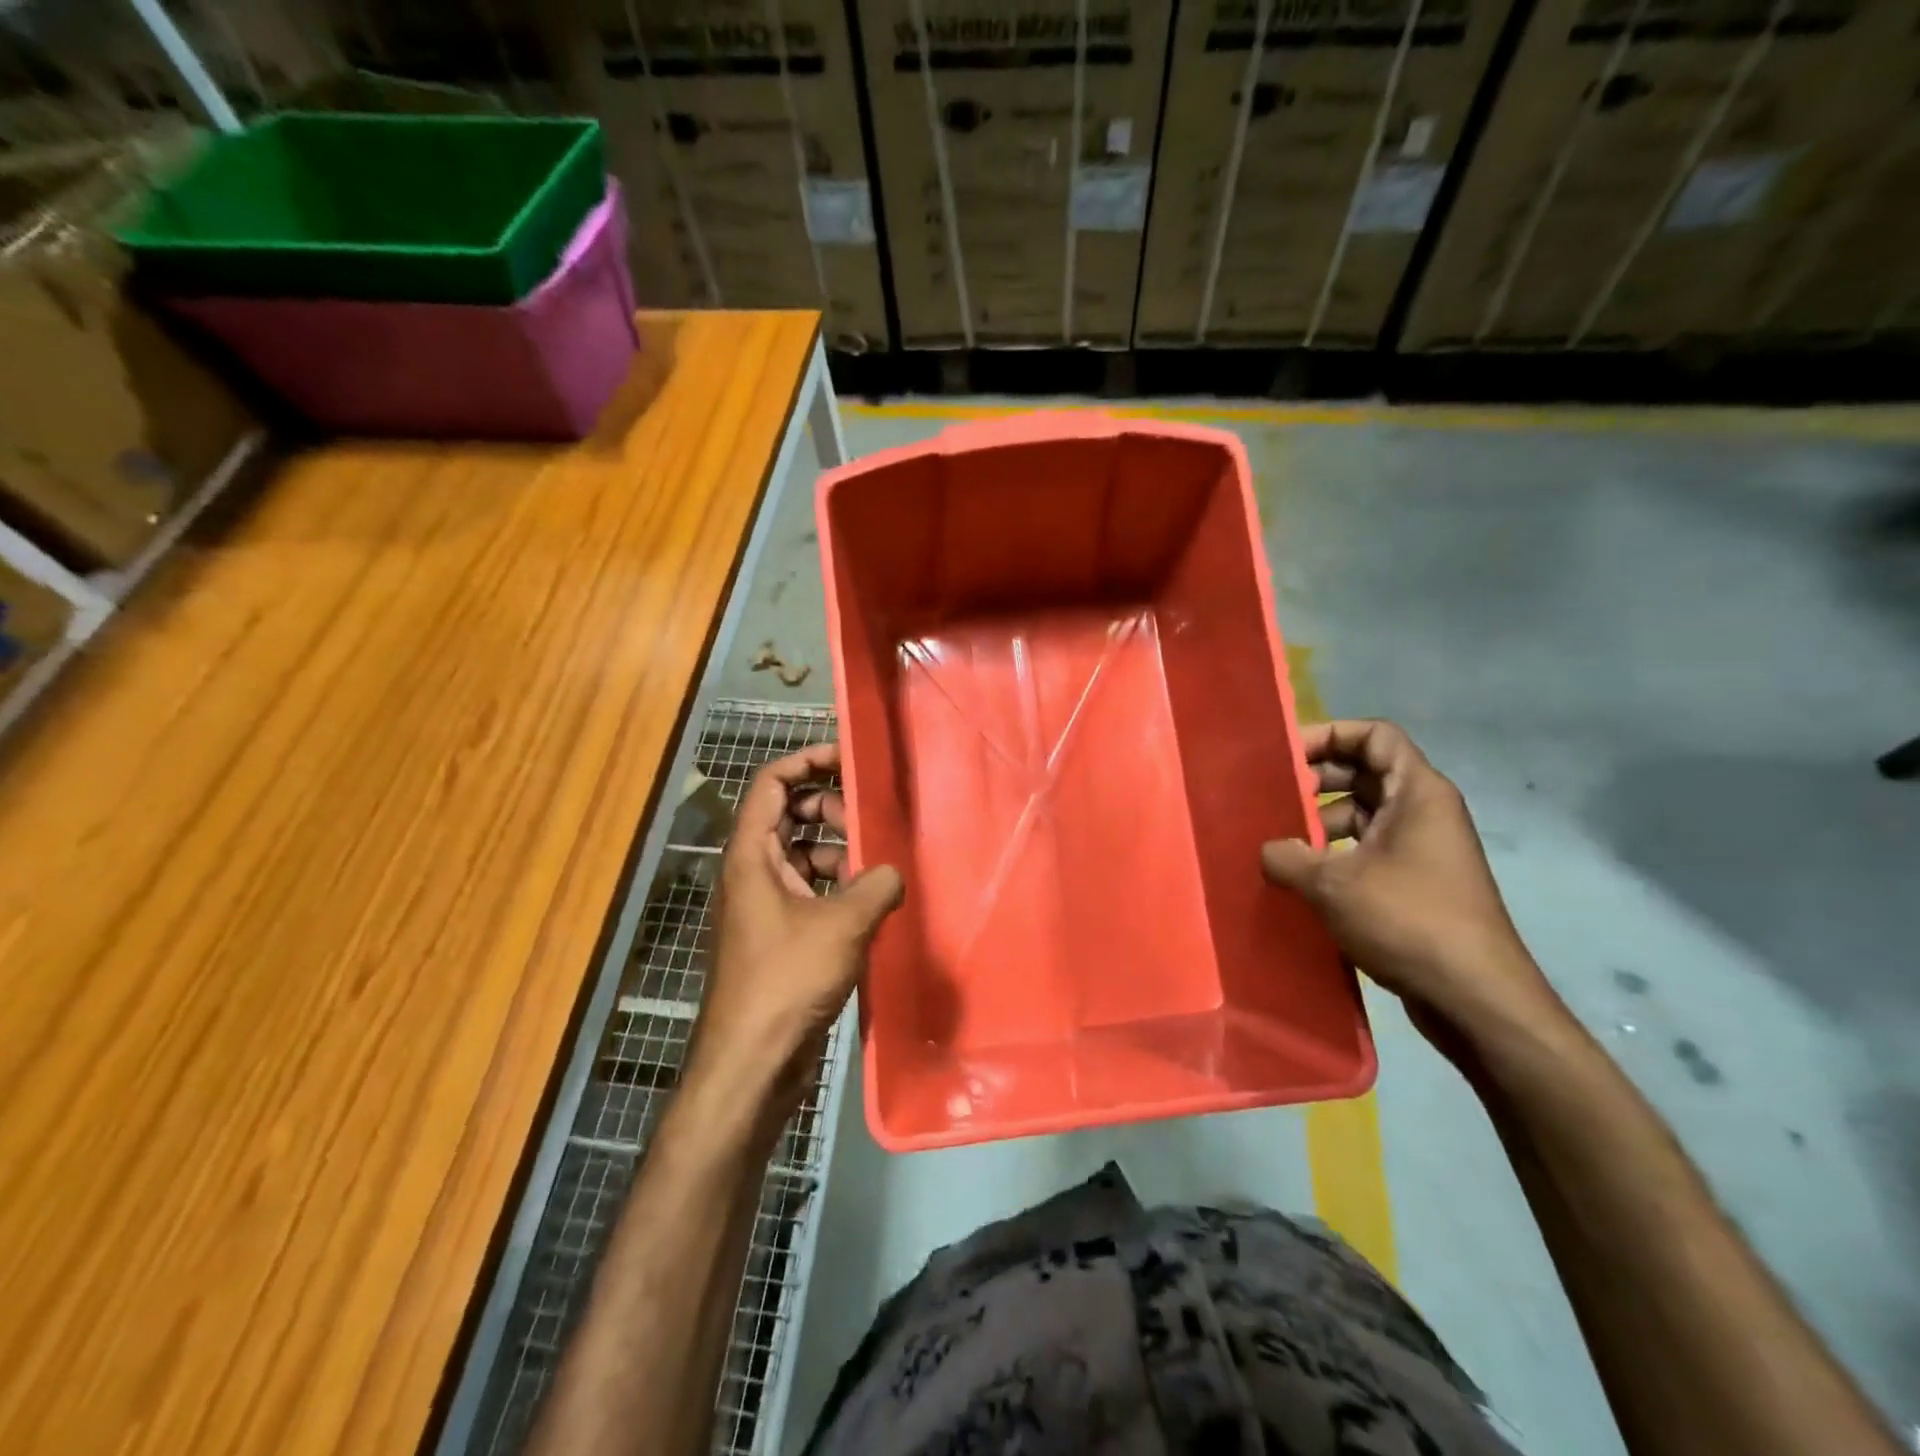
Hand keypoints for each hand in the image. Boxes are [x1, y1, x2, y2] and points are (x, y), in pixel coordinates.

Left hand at [690, 743, 902, 1118]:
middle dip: (829, 809)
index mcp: (751, 854)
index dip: (806, 761)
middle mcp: (752, 872)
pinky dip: (836, 886)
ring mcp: (764, 905)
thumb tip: (894, 871)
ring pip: (802, 855)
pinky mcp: (779, 935)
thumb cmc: (786, 980)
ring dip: (838, 851)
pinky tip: (870, 902)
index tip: (846, 758)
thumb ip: (876, 885)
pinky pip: (809, 890)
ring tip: (876, 864)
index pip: (771, 784)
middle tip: (868, 819)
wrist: (752, 1061)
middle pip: (788, 816)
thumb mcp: (842, 924)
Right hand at [1260, 720, 1564, 1046]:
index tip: (1285, 756)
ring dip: (1320, 821)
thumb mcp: (1333, 883)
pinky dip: (1334, 853)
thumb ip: (1287, 856)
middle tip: (1271, 797)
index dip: (1329, 734)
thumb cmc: (1408, 920)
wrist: (1475, 998)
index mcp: (1417, 793)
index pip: (1374, 736)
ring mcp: (1422, 849)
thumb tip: (1266, 850)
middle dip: (1316, 779)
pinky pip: (1368, 849)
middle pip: (1364, 772)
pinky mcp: (1416, 883)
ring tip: (1277, 841)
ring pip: (1363, 814)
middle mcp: (1423, 811)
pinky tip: (1301, 876)